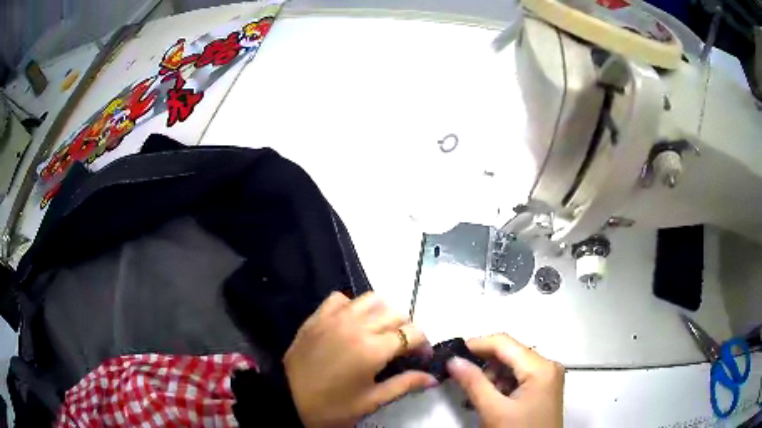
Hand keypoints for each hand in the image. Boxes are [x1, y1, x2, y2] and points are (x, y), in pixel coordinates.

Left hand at [284, 292, 436, 427]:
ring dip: (382, 312)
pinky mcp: (316, 317)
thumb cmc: (333, 407)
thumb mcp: (372, 400)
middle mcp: (356, 326)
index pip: (412, 333)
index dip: (423, 343)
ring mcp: (334, 318)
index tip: (422, 357)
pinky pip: (340, 298)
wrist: (287, 400)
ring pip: (371, 298)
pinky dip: (352, 306)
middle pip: (395, 312)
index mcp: (373, 349)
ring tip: (379, 332)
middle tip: (401, 347)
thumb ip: (405, 384)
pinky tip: (351, 324)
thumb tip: (433, 378)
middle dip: (406, 328)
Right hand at [447, 333, 564, 427]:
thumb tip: (453, 361)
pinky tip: (492, 400)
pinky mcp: (544, 388)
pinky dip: (502, 385)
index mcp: (540, 367)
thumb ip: (473, 383)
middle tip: (462, 380)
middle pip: (510, 353)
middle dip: (484, 365)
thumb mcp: (494, 410)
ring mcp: (548, 377)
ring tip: (478, 396)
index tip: (452, 355)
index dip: (476, 345)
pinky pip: (519, 377)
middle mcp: (548, 366)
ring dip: (492, 377)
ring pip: (513, 365)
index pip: (504, 343)